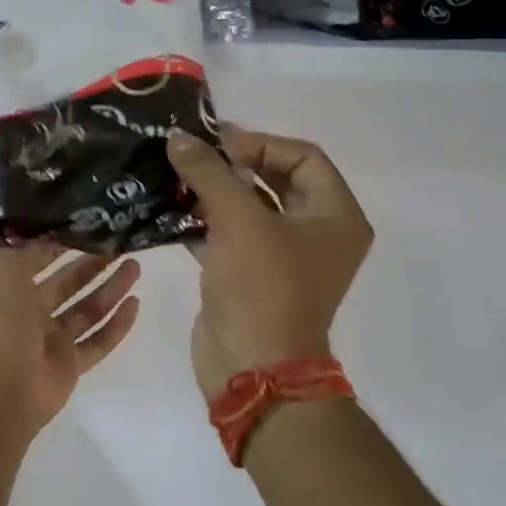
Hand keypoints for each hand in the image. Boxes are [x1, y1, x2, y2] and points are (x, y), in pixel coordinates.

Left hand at [0, 243, 141, 433]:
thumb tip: (52, 233)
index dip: (63, 242)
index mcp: (11, 289)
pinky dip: (117, 325)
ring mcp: (52, 342)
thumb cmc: (1, 322)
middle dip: (93, 265)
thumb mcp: (3, 268)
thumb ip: (27, 247)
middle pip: (69, 284)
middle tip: (121, 246)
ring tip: (134, 267)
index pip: (40, 260)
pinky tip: (135, 304)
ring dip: (111, 289)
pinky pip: (99, 342)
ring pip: (87, 310)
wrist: (1, 388)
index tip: (91, 225)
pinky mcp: (70, 366)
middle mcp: (30, 313)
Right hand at [167, 124, 372, 400]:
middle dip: (232, 165)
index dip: (259, 143)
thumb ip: (209, 172)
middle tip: (191, 155)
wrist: (252, 368)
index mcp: (335, 216)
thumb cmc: (262, 287)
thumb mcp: (239, 220)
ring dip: (213, 191)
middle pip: (275, 179)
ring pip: (248, 208)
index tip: (215, 143)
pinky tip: (169, 210)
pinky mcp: (250, 276)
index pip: (303, 157)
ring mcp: (282, 257)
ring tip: (174, 177)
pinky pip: (229, 235)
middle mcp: (316, 233)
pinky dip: (203, 221)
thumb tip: (178, 137)